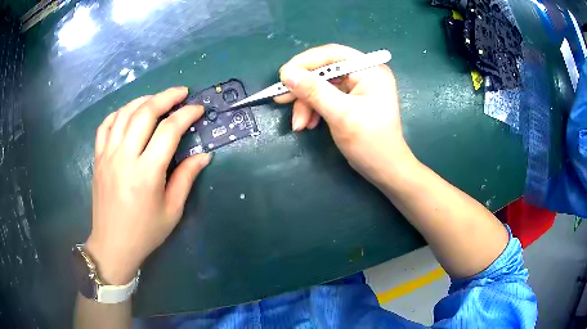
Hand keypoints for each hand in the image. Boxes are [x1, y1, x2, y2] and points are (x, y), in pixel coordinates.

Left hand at [86, 87, 210, 284]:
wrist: (113, 245)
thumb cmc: (145, 232)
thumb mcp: (172, 210)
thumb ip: (186, 178)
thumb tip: (204, 155)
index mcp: (146, 173)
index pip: (168, 131)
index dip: (186, 115)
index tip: (198, 109)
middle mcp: (124, 158)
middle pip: (145, 113)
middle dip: (166, 97)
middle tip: (181, 93)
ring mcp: (107, 156)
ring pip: (124, 114)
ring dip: (143, 100)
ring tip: (157, 99)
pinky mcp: (98, 158)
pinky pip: (105, 125)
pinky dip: (118, 113)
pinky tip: (129, 113)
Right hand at [275, 44, 414, 184]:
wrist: (384, 169)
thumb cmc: (369, 142)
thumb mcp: (341, 115)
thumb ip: (314, 91)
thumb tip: (287, 74)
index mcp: (369, 70)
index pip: (333, 54)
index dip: (305, 62)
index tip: (283, 75)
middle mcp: (363, 74)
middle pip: (324, 71)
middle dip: (303, 88)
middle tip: (281, 99)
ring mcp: (356, 87)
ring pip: (321, 86)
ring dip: (306, 104)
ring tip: (299, 125)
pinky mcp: (349, 100)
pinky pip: (324, 97)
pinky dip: (313, 109)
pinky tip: (308, 124)